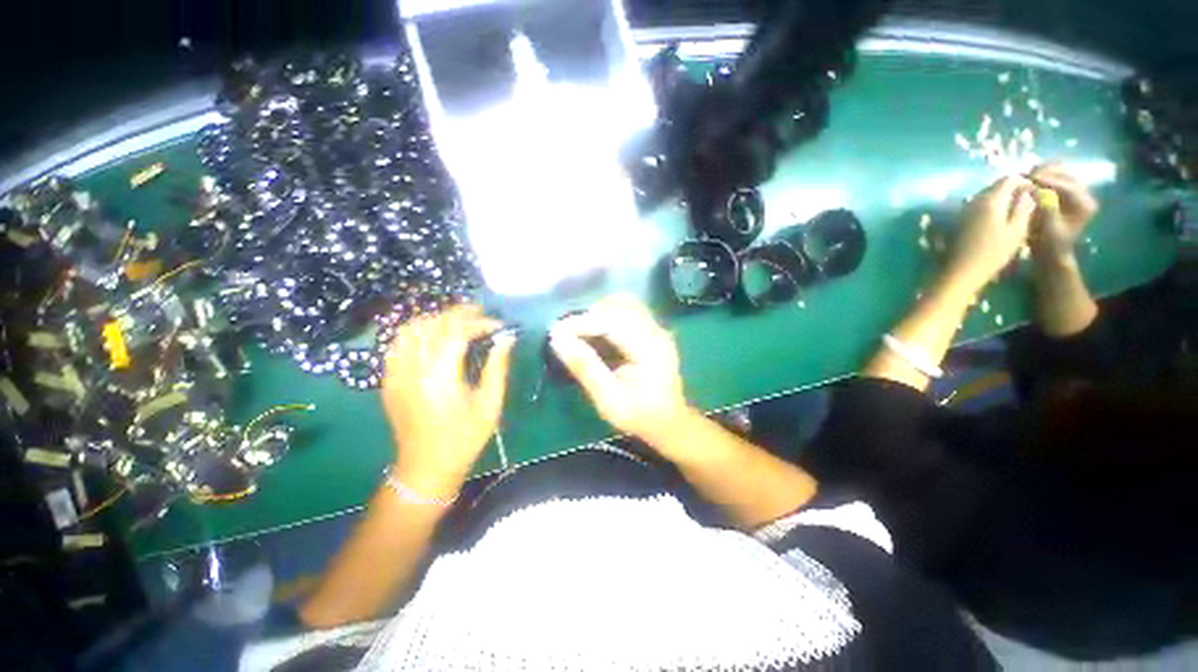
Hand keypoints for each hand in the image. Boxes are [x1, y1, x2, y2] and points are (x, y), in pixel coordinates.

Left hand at [380, 305, 515, 494]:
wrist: (426, 466)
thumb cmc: (465, 438)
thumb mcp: (490, 403)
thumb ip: (498, 366)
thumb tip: (507, 339)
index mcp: (440, 378)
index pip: (456, 332)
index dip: (478, 322)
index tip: (498, 324)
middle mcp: (413, 370)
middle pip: (431, 324)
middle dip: (458, 313)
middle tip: (481, 314)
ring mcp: (395, 374)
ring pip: (410, 329)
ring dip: (436, 319)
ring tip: (458, 321)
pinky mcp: (389, 380)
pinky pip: (398, 344)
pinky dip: (418, 331)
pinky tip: (434, 336)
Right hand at [549, 295, 691, 446]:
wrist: (669, 422)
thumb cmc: (639, 416)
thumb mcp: (609, 400)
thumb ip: (585, 368)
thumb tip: (558, 339)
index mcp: (651, 349)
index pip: (614, 322)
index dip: (582, 322)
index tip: (556, 331)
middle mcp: (657, 332)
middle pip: (620, 306)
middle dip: (589, 315)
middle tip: (567, 334)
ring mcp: (656, 329)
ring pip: (623, 304)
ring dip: (598, 313)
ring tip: (580, 333)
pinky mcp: (652, 330)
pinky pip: (627, 311)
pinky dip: (607, 316)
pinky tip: (596, 334)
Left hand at [947, 176, 1036, 290]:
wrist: (961, 270)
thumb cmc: (993, 253)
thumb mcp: (1017, 230)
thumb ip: (1024, 208)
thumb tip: (1028, 193)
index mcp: (990, 200)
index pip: (1009, 179)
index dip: (1024, 182)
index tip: (1035, 192)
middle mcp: (974, 200)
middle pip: (995, 186)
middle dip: (1013, 189)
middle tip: (1028, 201)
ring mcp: (964, 210)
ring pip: (986, 195)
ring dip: (1002, 198)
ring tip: (1016, 210)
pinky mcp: (959, 219)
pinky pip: (978, 205)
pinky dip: (991, 207)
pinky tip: (1000, 219)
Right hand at [1028, 162, 1099, 263]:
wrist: (1052, 251)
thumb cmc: (1049, 244)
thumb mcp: (1048, 228)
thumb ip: (1045, 208)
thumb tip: (1034, 189)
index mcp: (1085, 205)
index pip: (1068, 186)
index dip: (1049, 180)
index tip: (1029, 178)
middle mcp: (1085, 195)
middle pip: (1067, 174)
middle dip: (1047, 172)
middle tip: (1027, 175)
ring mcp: (1076, 192)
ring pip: (1062, 172)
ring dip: (1045, 172)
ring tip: (1027, 176)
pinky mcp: (1066, 192)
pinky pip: (1056, 177)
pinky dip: (1044, 175)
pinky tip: (1031, 179)